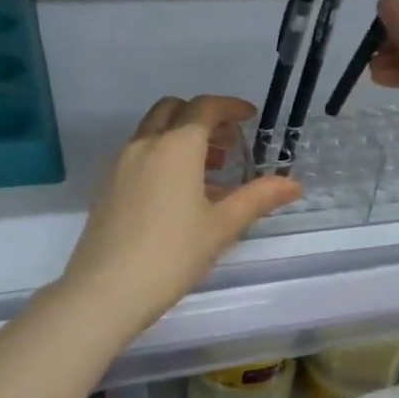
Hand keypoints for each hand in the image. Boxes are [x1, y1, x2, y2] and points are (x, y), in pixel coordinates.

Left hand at [60, 96, 300, 333]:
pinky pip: (140, 155)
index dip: (230, 107)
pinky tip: (179, 194)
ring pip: (154, 132)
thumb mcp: (222, 227)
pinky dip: (163, 157)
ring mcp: (120, 164)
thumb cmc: (172, 254)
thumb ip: (258, 198)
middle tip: (228, 144)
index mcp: (176, 147)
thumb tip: (293, 184)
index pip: (205, 108)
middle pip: (174, 111)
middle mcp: (145, 145)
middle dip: (203, 118)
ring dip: (182, 138)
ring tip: (210, 173)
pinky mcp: (107, 186)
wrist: (105, 290)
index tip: (249, 117)